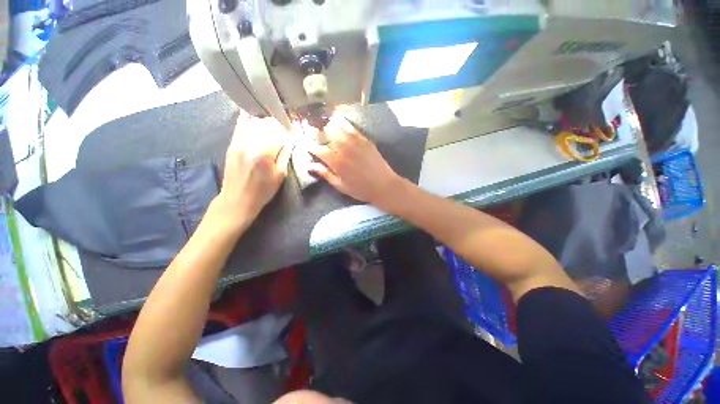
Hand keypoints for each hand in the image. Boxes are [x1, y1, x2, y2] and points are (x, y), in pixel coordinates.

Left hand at [214, 114, 290, 226]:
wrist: (238, 199)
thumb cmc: (263, 191)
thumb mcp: (280, 175)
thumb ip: (285, 154)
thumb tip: (291, 140)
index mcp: (264, 153)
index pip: (280, 133)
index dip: (290, 131)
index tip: (295, 131)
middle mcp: (249, 143)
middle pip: (268, 124)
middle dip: (280, 125)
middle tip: (287, 130)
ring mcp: (238, 141)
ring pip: (255, 121)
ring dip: (267, 121)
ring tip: (275, 126)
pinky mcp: (232, 143)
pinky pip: (241, 124)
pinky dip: (250, 119)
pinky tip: (257, 117)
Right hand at [308, 113, 402, 207]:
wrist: (383, 185)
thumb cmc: (360, 189)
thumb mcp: (340, 186)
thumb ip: (325, 174)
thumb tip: (310, 166)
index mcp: (336, 162)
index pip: (318, 150)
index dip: (310, 147)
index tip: (307, 146)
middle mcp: (344, 148)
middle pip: (326, 136)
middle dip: (319, 135)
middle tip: (316, 137)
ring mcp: (355, 142)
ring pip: (338, 128)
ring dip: (330, 127)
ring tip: (326, 127)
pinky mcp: (365, 140)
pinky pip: (352, 128)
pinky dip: (344, 123)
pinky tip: (340, 120)